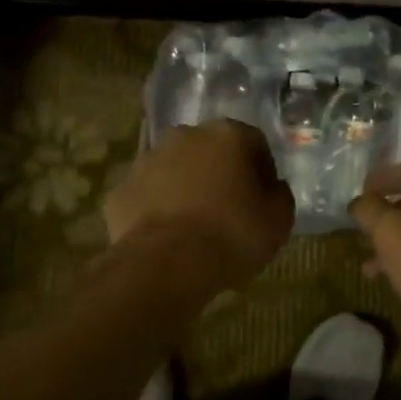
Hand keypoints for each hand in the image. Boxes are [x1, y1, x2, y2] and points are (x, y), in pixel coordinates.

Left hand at [106, 121, 294, 286]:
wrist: (165, 265)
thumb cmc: (231, 234)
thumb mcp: (278, 220)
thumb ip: (280, 195)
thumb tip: (272, 188)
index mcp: (227, 134)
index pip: (254, 143)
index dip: (263, 171)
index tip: (264, 199)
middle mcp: (185, 136)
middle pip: (211, 151)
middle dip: (220, 174)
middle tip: (230, 210)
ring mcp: (147, 161)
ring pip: (175, 170)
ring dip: (186, 188)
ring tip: (195, 227)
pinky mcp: (120, 190)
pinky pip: (147, 196)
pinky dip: (157, 210)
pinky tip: (167, 238)